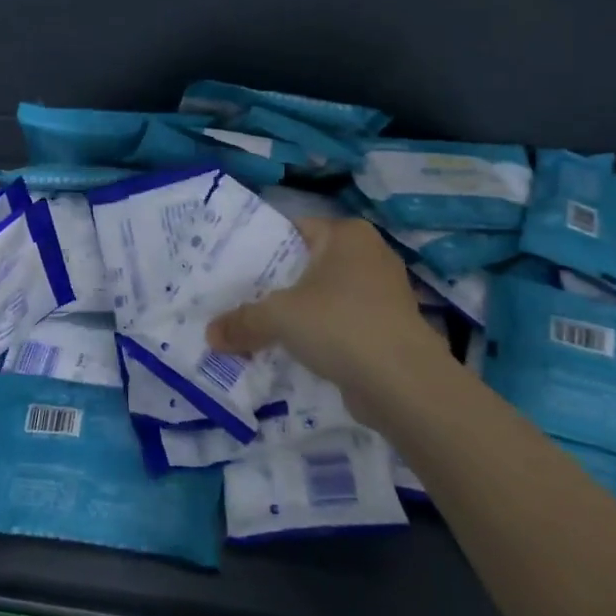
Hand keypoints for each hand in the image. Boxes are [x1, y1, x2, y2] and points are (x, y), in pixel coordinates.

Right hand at [206, 217, 448, 407]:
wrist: (405, 385)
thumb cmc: (340, 325)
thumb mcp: (278, 317)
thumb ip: (242, 322)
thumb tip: (210, 336)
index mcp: (347, 234)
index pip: (292, 230)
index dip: (260, 248)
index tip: (233, 269)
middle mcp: (370, 254)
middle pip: (308, 265)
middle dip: (277, 285)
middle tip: (239, 299)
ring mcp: (384, 293)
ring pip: (326, 297)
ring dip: (300, 313)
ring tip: (261, 328)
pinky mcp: (390, 328)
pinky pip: (343, 323)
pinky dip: (322, 335)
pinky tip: (295, 352)